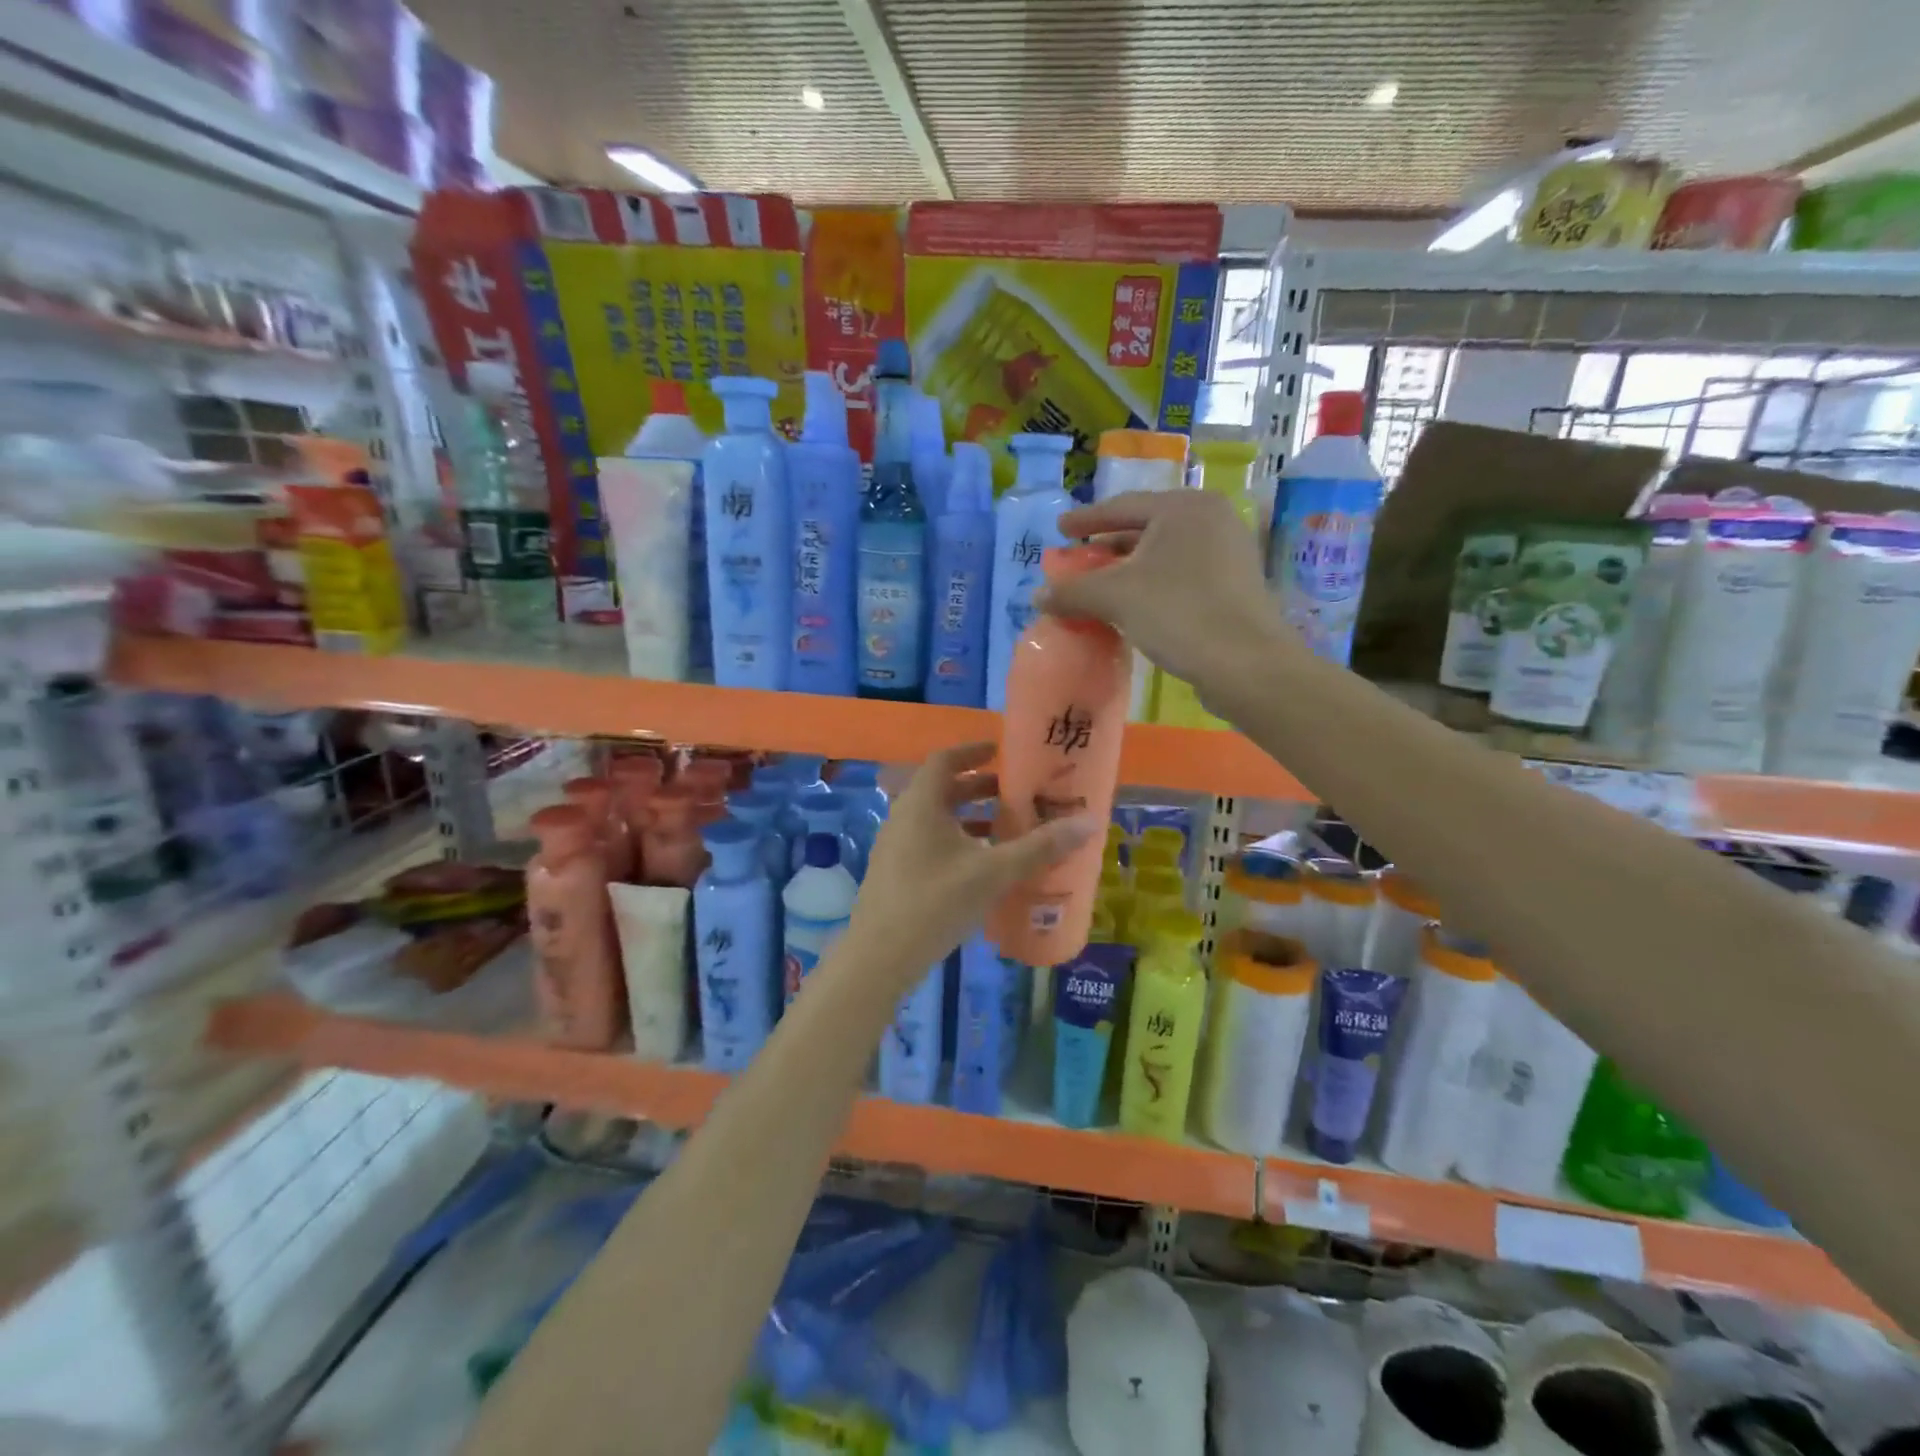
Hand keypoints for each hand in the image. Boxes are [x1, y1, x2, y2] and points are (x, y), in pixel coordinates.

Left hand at [844, 743, 1094, 982]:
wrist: (880, 956)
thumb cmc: (937, 902)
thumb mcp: (994, 873)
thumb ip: (1040, 847)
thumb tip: (1089, 823)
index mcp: (922, 803)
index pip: (944, 759)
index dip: (972, 751)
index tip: (1001, 751)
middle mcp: (903, 817)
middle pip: (942, 789)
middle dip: (978, 787)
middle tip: (1014, 793)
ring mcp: (895, 846)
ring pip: (935, 818)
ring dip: (968, 817)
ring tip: (1005, 829)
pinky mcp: (894, 872)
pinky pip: (928, 841)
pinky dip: (956, 841)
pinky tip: (981, 867)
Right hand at [1038, 489, 1283, 700]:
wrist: (1245, 663)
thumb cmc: (1178, 613)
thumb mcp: (1116, 598)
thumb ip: (1073, 591)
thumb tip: (1037, 596)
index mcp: (1185, 507)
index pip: (1124, 506)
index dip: (1087, 519)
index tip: (1060, 529)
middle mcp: (1212, 519)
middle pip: (1145, 529)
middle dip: (1108, 548)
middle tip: (1078, 562)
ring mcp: (1229, 552)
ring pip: (1163, 556)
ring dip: (1128, 571)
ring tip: (1100, 587)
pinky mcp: (1234, 585)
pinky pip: (1181, 576)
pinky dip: (1152, 586)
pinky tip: (1133, 607)